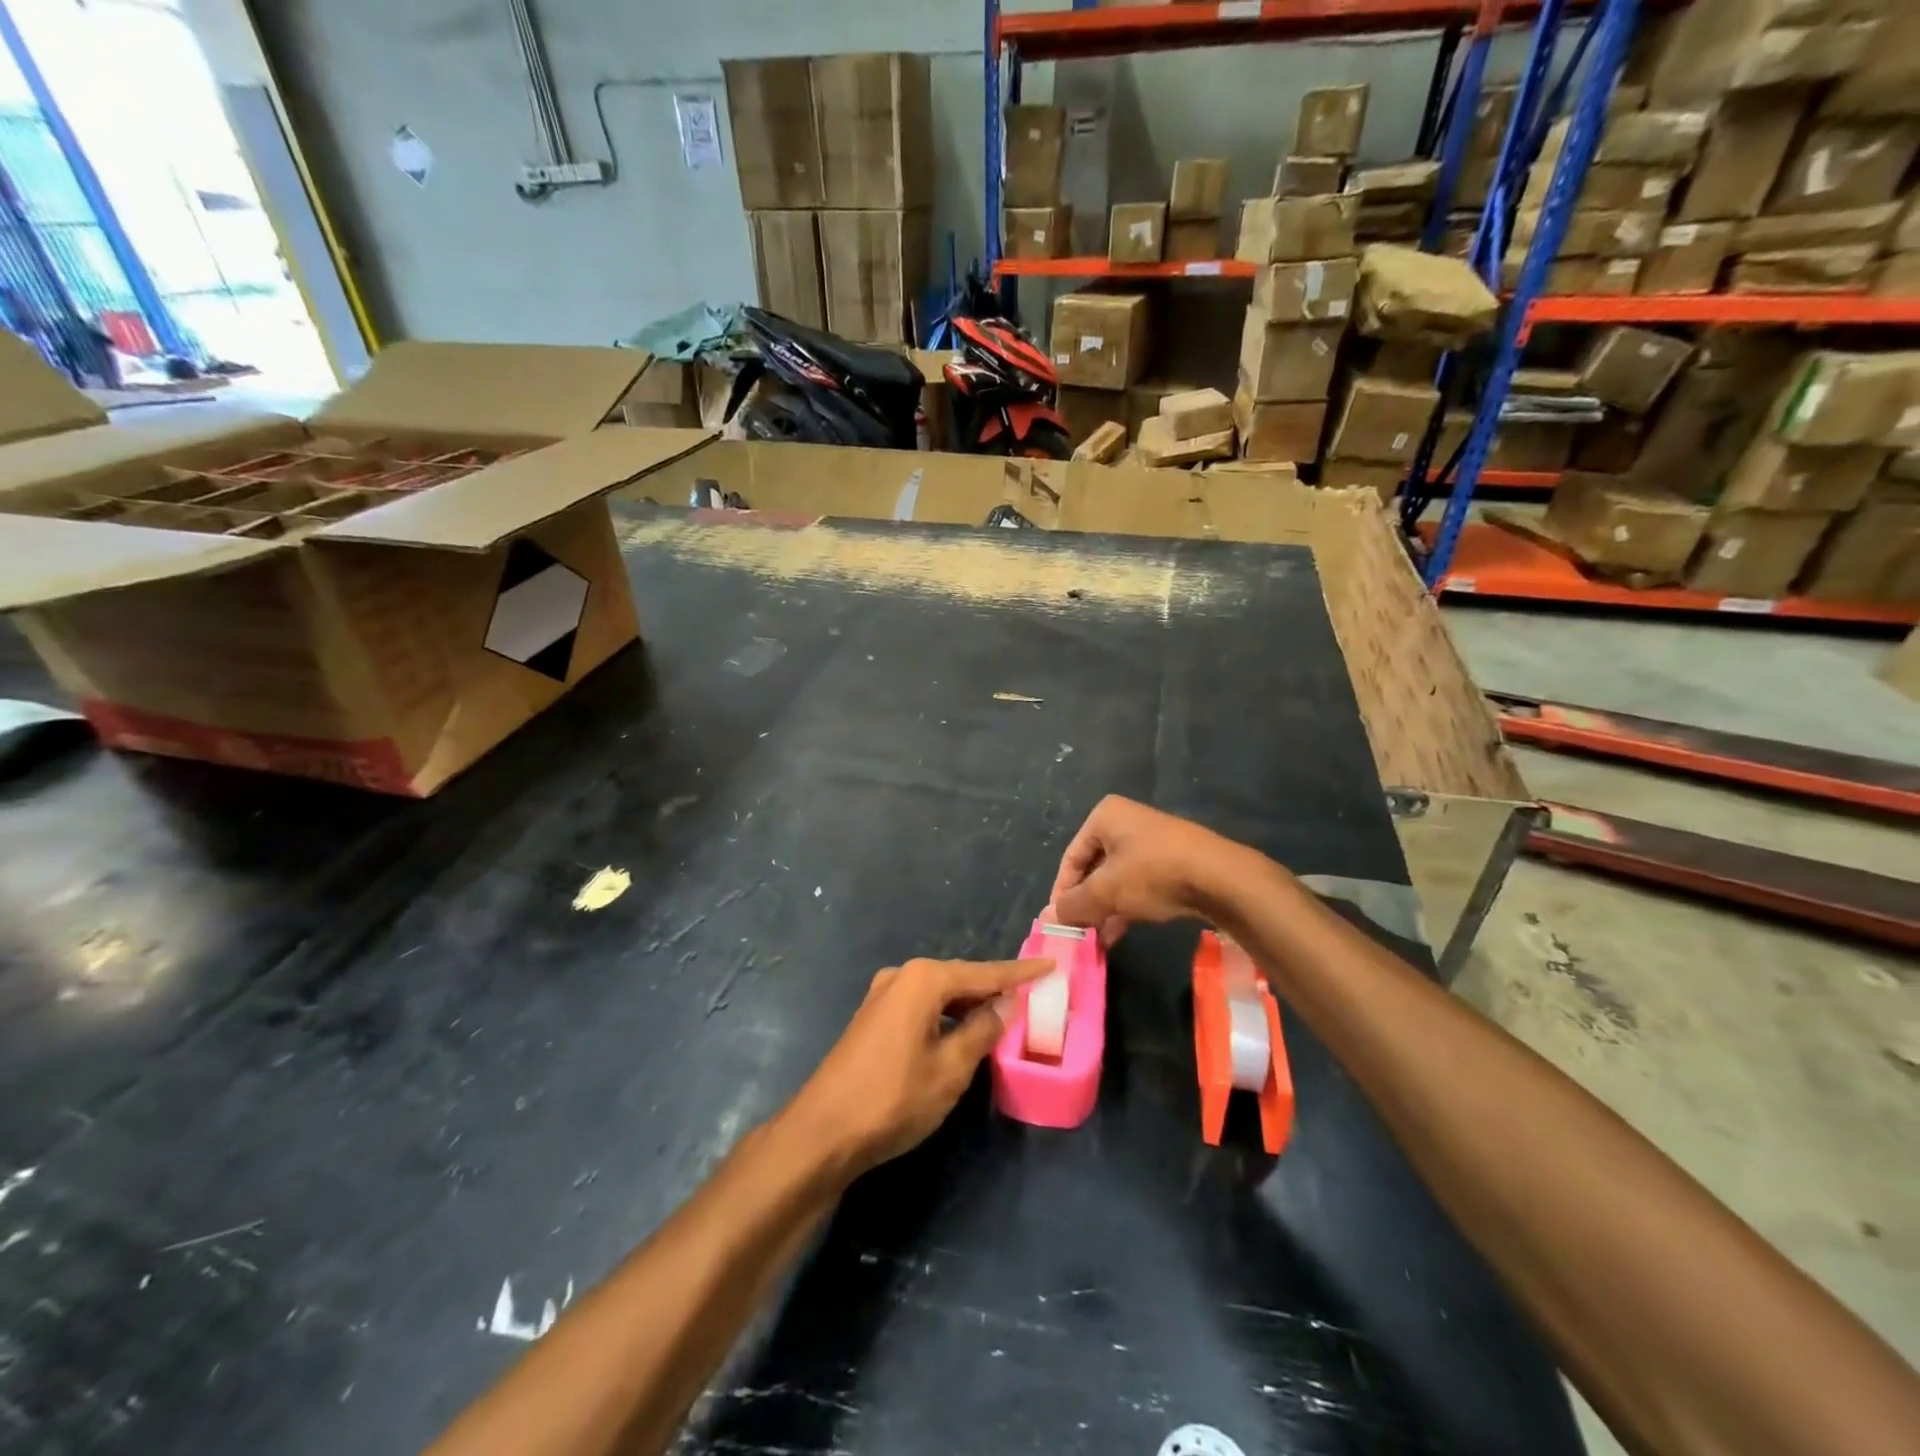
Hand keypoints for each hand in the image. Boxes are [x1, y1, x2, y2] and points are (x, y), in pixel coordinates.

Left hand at [783, 957, 1051, 1179]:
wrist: (822, 1132)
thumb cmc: (893, 1099)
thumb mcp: (950, 1069)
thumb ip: (982, 1031)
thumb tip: (1006, 1003)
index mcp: (923, 980)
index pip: (984, 973)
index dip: (1019, 972)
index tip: (1051, 964)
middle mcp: (902, 976)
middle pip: (960, 978)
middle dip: (994, 988)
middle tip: (1030, 996)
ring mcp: (882, 996)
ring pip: (939, 994)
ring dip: (969, 1005)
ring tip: (1002, 1017)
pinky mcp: (872, 1018)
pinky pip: (921, 1006)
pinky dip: (945, 1016)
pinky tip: (960, 1032)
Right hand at [1050, 795, 1252, 943]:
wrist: (1221, 878)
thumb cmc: (1153, 873)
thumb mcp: (1106, 891)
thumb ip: (1073, 905)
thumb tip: (1048, 918)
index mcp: (1105, 817)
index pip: (1071, 858)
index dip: (1062, 892)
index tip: (1059, 922)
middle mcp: (1127, 822)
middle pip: (1094, 869)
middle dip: (1086, 904)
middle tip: (1079, 933)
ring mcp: (1152, 841)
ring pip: (1117, 879)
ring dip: (1105, 910)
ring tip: (1097, 941)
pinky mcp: (1173, 861)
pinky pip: (1140, 884)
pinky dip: (1127, 906)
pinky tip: (1120, 933)